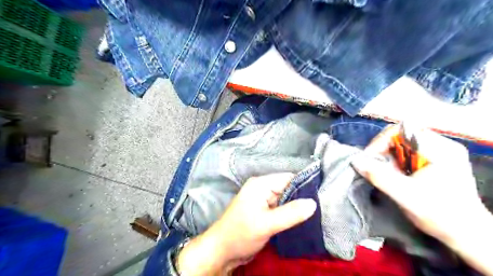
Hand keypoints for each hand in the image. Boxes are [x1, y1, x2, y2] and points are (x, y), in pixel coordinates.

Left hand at [177, 174, 315, 274]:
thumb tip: (313, 203)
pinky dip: (290, 213)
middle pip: (288, 188)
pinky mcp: (264, 210)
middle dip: (302, 198)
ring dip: (296, 206)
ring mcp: (262, 199)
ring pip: (286, 198)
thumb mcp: (266, 224)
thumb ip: (290, 213)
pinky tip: (301, 220)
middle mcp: (262, 188)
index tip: (321, 197)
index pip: (288, 178)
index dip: (304, 186)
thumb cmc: (240, 234)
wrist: (222, 251)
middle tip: (320, 209)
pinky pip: (281, 207)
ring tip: (314, 215)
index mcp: (260, 184)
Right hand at [350, 127, 492, 274]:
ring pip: (402, 144)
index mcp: (441, 149)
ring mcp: (440, 152)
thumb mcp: (405, 196)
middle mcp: (442, 145)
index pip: (402, 130)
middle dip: (383, 150)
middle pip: (401, 135)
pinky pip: (407, 152)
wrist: (466, 234)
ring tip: (385, 172)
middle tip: (374, 167)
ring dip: (388, 157)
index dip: (380, 142)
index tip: (369, 159)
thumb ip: (379, 177)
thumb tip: (355, 161)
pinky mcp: (436, 160)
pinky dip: (395, 161)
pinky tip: (396, 174)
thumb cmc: (440, 215)